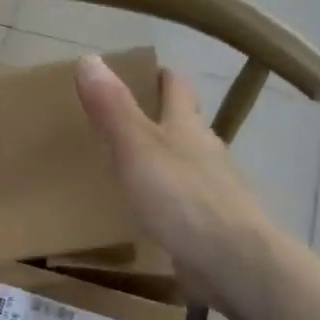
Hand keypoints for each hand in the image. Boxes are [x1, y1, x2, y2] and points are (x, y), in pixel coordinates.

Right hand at [75, 55, 270, 310]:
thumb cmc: (182, 198)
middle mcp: (204, 152)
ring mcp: (211, 191)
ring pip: (183, 164)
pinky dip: (163, 199)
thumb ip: (112, 107)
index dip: (159, 75)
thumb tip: (88, 58)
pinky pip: (181, 203)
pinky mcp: (208, 225)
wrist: (232, 261)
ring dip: (160, 160)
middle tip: (118, 119)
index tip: (136, 71)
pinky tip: (145, 211)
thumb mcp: (137, 147)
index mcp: (187, 127)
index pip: (177, 87)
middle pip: (183, 125)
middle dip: (158, 117)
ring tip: (125, 165)